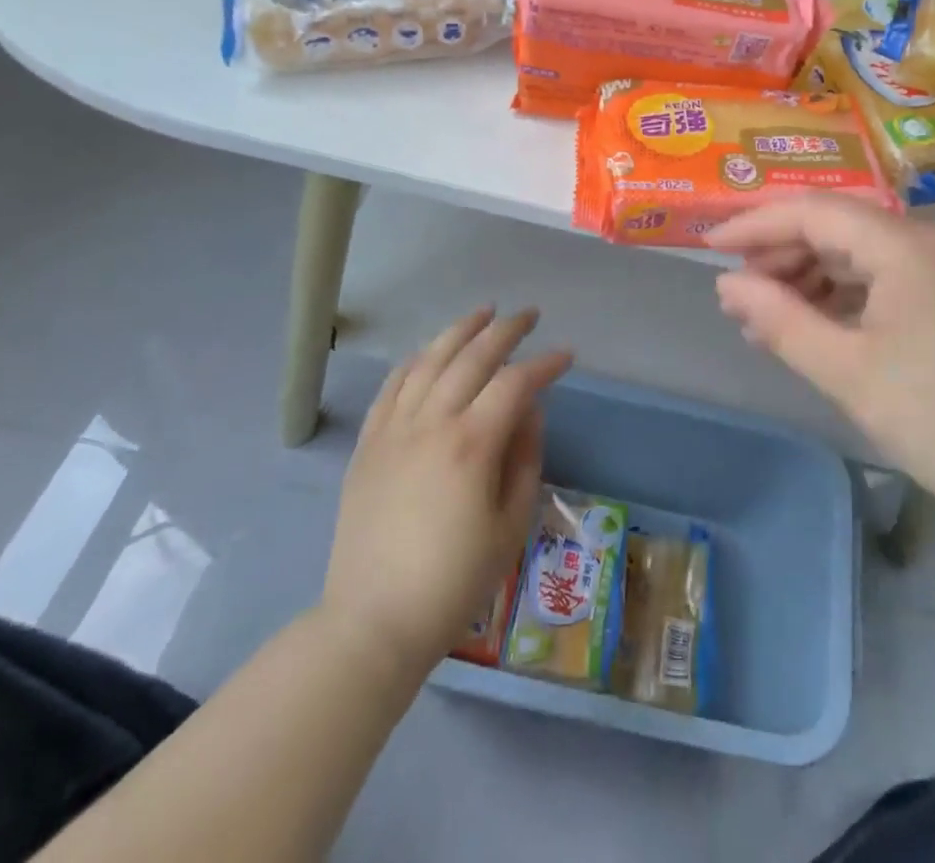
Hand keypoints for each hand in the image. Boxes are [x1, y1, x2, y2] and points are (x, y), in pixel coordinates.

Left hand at [320, 307, 570, 678]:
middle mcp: (431, 423)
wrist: (372, 622)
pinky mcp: (368, 443)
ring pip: (429, 359)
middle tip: (529, 315)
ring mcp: (393, 430)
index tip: (566, 356)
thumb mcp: (511, 525)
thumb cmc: (454, 581)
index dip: (545, 364)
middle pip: (472, 357)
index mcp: (471, 444)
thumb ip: (525, 458)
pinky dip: (416, 359)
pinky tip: (430, 351)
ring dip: (460, 330)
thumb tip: (529, 411)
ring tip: (484, 312)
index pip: (516, 383)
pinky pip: (393, 385)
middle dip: (506, 330)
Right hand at [707, 197, 934, 533]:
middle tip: (736, 293)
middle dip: (779, 252)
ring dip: (805, 275)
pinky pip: (876, 275)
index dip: (755, 223)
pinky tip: (806, 323)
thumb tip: (726, 284)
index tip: (708, 245)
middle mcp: (924, 238)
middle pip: (834, 225)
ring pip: (853, 250)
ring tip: (762, 317)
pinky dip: (836, 294)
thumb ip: (778, 319)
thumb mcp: (845, 370)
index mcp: (904, 245)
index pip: (813, 211)